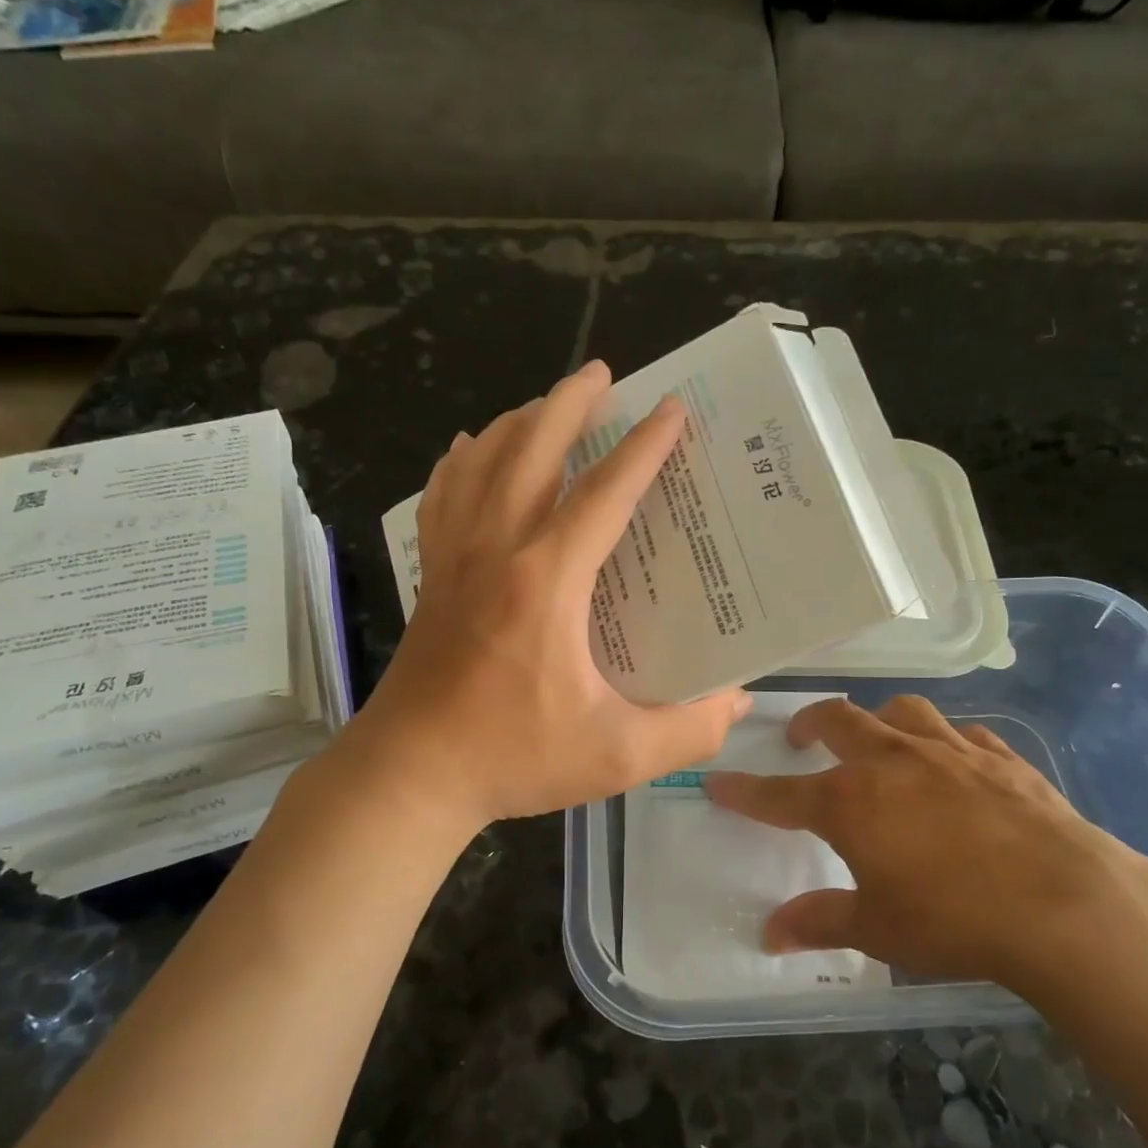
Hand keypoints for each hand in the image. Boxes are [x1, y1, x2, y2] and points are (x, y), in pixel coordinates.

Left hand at [357, 360, 749, 831]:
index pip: (603, 494)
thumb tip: (737, 702)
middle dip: (569, 404)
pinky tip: (469, 450)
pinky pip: (441, 497)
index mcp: (546, 581)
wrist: (410, 774)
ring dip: (516, 423)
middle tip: (601, 373)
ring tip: (545, 404)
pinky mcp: (430, 577)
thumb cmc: (512, 758)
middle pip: (530, 450)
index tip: (671, 410)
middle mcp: (497, 551)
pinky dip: (459, 463)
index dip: (642, 448)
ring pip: (480, 463)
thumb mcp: (616, 756)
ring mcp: (454, 559)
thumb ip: (688, 730)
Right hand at [704, 695, 1147, 998]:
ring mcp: (949, 751)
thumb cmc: (956, 920)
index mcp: (850, 800)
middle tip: (800, 738)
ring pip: (901, 712)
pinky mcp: (1000, 758)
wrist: (1067, 905)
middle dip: (810, 724)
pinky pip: (963, 733)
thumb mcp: (878, 930)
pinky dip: (945, 741)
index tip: (716, 782)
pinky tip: (953, 761)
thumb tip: (769, 935)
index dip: (743, 790)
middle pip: (838, 720)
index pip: (779, 794)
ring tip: (877, 738)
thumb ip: (820, 922)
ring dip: (879, 719)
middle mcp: (892, 761)